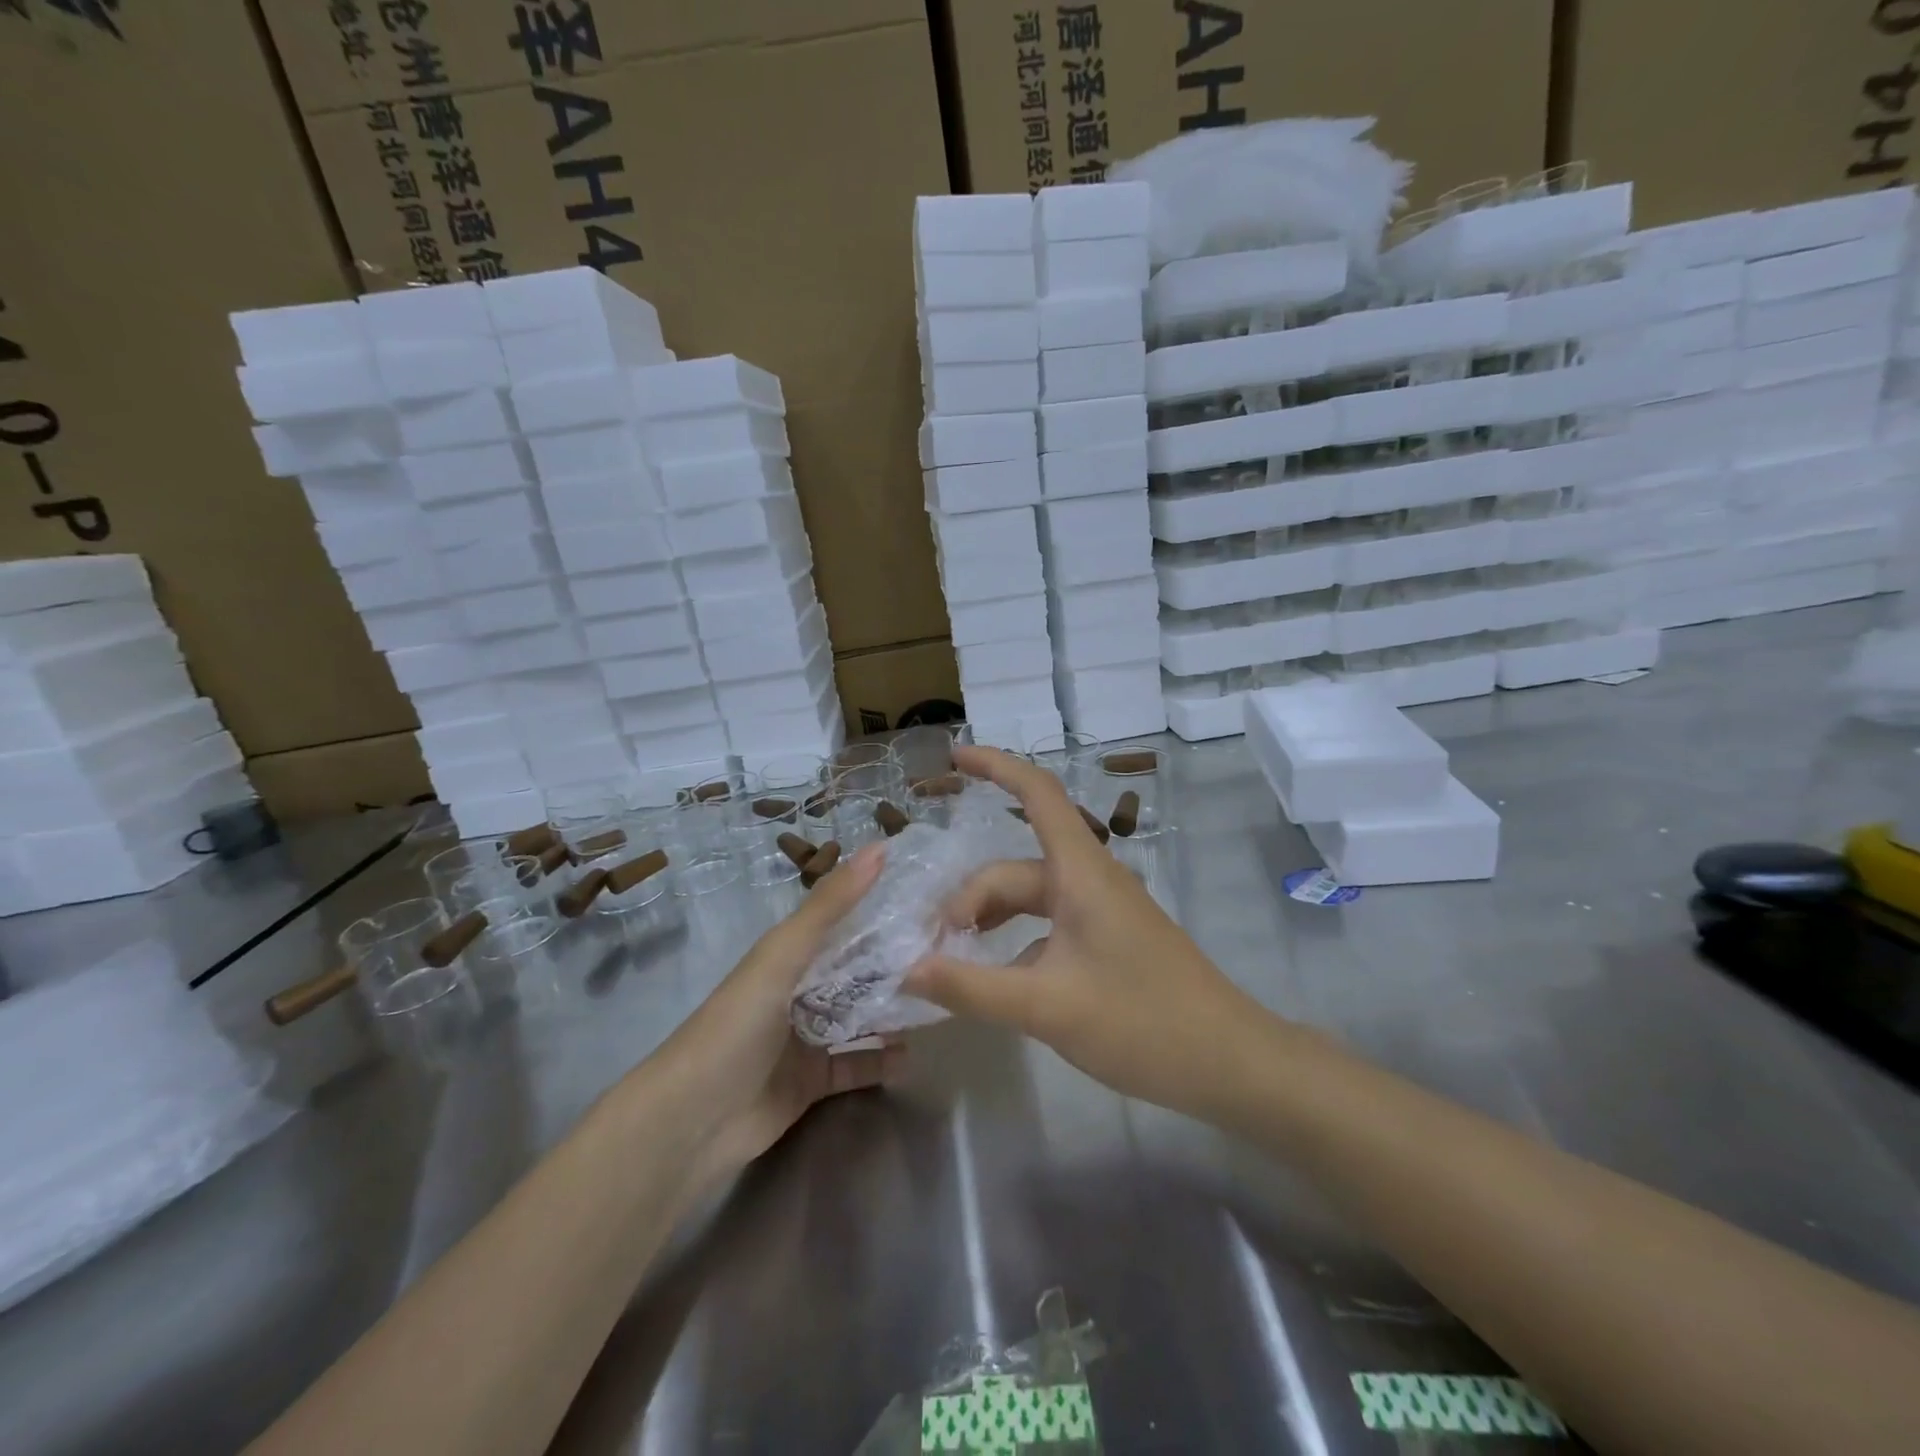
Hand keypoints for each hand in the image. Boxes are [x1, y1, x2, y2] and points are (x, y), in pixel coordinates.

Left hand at [656, 842, 902, 1184]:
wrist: (692, 1121)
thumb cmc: (736, 1025)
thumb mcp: (783, 956)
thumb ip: (830, 906)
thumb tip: (880, 848)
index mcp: (786, 955)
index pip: (840, 920)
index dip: (877, 904)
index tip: (927, 894)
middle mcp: (796, 991)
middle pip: (852, 969)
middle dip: (891, 960)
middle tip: (945, 950)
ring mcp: (803, 1038)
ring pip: (856, 1016)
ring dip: (889, 1009)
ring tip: (935, 998)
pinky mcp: (809, 1082)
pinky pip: (854, 1065)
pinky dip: (880, 1061)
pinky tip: (912, 1055)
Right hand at [905, 745, 1260, 1116]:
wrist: (1229, 1063)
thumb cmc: (1142, 1023)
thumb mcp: (1047, 1007)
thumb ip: (972, 987)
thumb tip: (907, 969)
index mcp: (1081, 873)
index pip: (1037, 794)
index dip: (995, 766)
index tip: (952, 758)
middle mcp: (1089, 881)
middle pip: (1014, 868)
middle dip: (969, 898)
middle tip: (932, 948)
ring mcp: (1100, 912)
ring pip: (1030, 898)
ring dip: (990, 919)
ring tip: (953, 957)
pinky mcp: (1107, 941)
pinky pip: (1047, 927)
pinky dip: (1014, 944)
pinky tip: (994, 980)